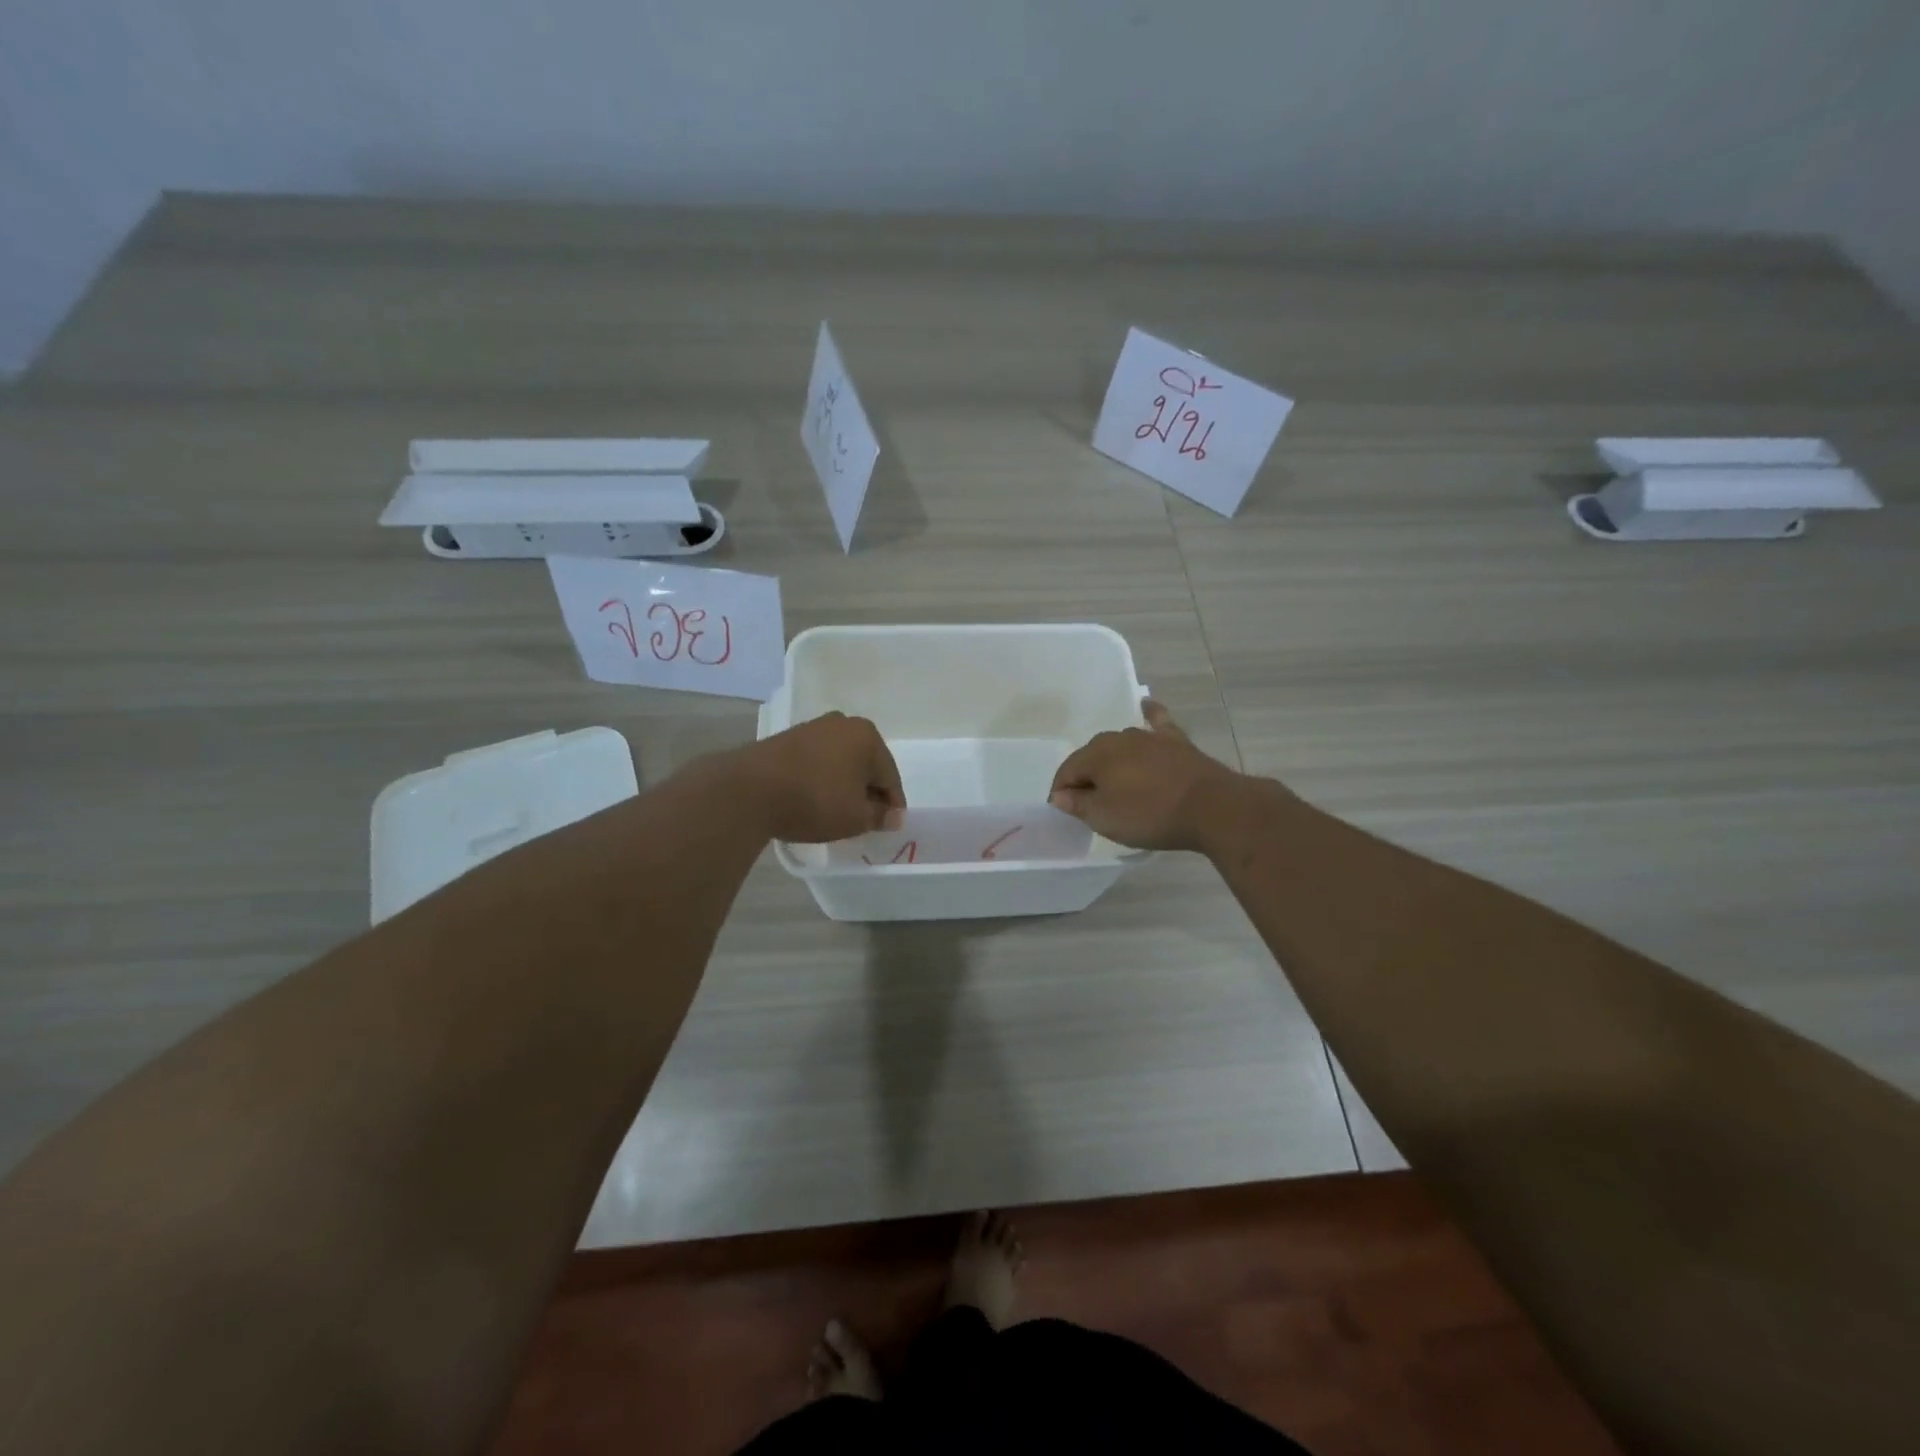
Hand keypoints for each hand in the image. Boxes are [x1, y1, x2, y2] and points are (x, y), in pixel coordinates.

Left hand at [738, 712, 905, 843]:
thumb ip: (880, 816)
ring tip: (838, 812)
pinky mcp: (787, 738)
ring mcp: (812, 728)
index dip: (892, 804)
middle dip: (868, 791)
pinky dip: (821, 779)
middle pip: (865, 764)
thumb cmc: (815, 801)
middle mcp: (843, 724)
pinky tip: (814, 799)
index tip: (889, 826)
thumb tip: (893, 816)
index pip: (890, 776)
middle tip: (865, 819)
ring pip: (840, 761)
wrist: (750, 790)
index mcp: (867, 736)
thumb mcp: (856, 818)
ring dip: (844, 784)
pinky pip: (817, 761)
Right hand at [1048, 700, 1241, 850]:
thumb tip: (1059, 794)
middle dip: (1086, 778)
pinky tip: (1146, 707)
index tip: (1067, 813)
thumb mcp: (1104, 818)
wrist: (1209, 807)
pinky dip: (1149, 715)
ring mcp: (1149, 736)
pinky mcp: (1175, 741)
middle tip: (1092, 804)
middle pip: (1092, 757)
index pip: (1067, 771)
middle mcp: (1118, 737)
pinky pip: (1156, 721)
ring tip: (1116, 783)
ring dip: (1113, 761)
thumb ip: (1077, 804)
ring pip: (1120, 745)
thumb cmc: (1149, 815)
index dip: (1062, 793)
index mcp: (1095, 755)